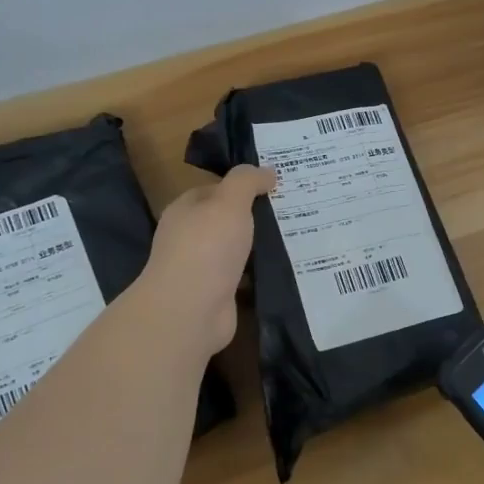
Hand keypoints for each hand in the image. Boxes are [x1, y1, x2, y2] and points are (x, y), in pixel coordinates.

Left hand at [141, 165, 275, 354]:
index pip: (214, 190)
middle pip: (226, 220)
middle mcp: (190, 237)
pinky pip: (244, 277)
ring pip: (236, 250)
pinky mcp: (217, 295)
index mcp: (186, 210)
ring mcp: (202, 269)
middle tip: (294, 209)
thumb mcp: (229, 202)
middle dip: (255, 216)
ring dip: (259, 246)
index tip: (275, 185)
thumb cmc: (207, 248)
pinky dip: (260, 273)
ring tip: (298, 236)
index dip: (241, 186)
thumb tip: (267, 171)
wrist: (190, 312)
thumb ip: (246, 181)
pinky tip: (285, 268)